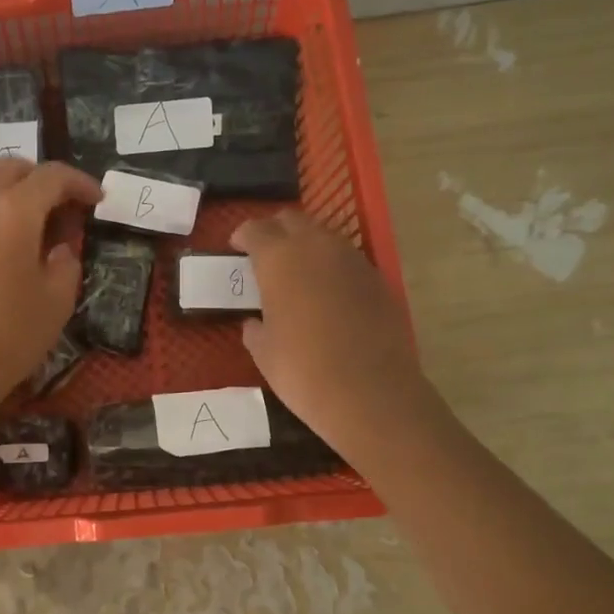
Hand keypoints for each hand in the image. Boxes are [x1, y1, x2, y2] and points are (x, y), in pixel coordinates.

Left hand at [0, 158, 103, 426]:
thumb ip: (65, 266)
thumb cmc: (7, 336)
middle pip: (6, 168)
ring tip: (4, 217)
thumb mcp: (56, 304)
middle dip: (37, 179)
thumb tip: (58, 249)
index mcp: (13, 212)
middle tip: (54, 205)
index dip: (78, 182)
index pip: (51, 177)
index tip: (95, 197)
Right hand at [231, 209, 437, 455]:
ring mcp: (352, 260)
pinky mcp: (377, 279)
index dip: (242, 236)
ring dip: (305, 245)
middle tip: (264, 255)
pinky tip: (327, 294)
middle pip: (291, 220)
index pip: (255, 229)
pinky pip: (346, 260)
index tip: (235, 248)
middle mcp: (316, 247)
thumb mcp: (263, 351)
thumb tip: (255, 322)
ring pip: (323, 236)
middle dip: (274, 231)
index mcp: (279, 259)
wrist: (370, 393)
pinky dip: (331, 267)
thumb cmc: (303, 371)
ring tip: (296, 273)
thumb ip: (255, 327)